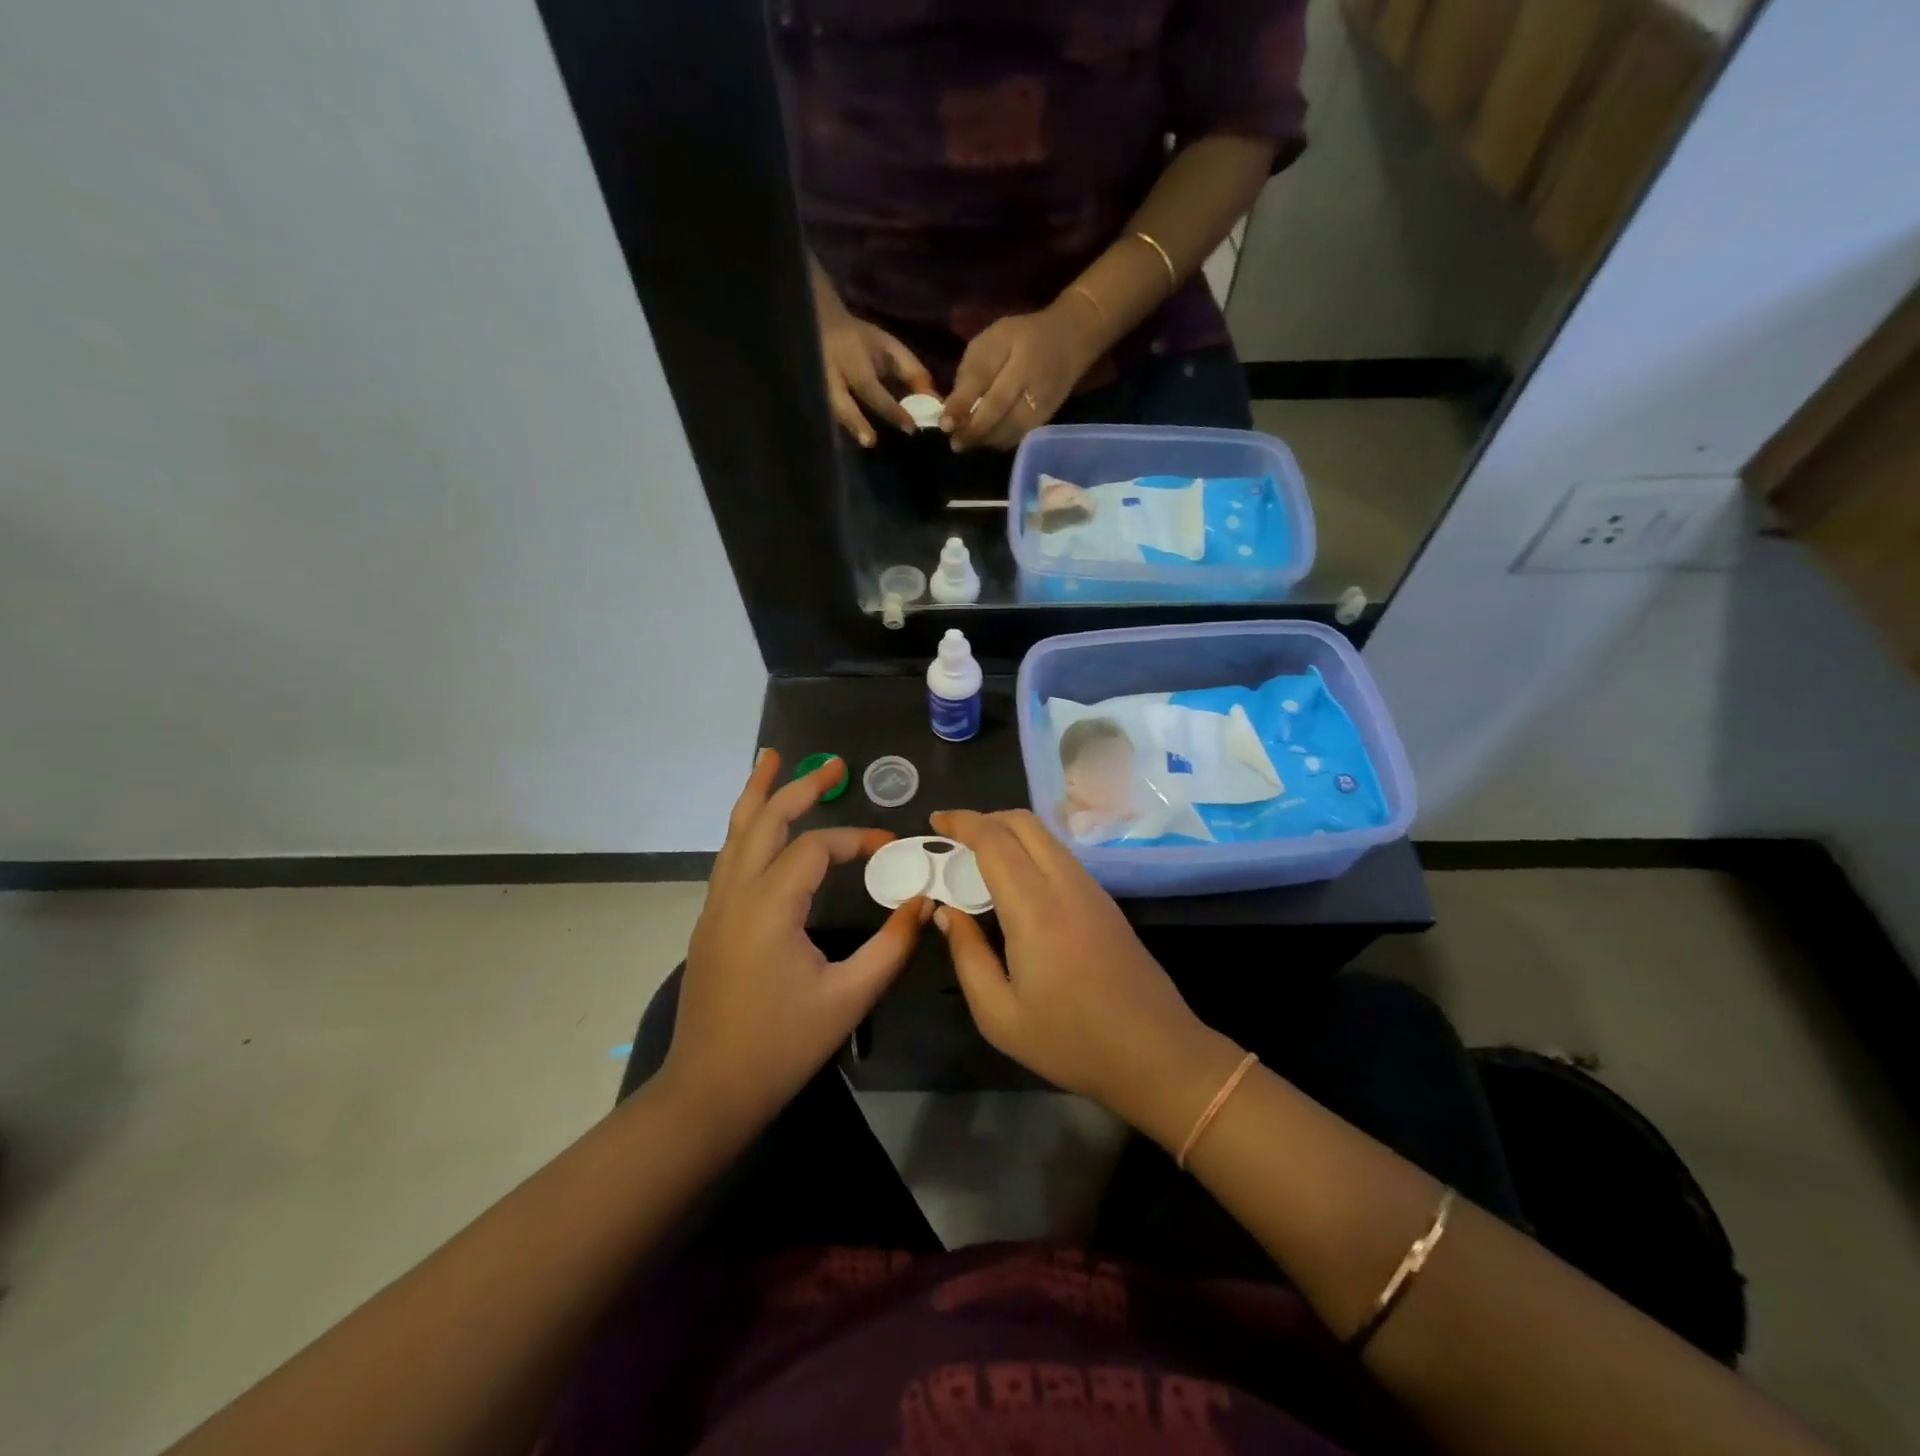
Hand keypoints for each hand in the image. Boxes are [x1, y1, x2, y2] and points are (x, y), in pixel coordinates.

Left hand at [663, 752, 926, 1132]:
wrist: (708, 1091)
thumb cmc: (780, 1046)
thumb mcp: (848, 998)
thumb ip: (891, 946)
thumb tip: (925, 902)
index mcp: (768, 907)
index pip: (814, 849)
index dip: (855, 840)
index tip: (890, 846)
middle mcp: (736, 894)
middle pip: (764, 821)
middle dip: (799, 787)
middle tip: (832, 764)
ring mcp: (716, 906)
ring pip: (735, 833)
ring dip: (759, 795)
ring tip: (772, 759)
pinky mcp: (711, 922)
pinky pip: (730, 857)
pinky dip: (747, 828)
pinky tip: (761, 826)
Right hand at [819, 308, 935, 447]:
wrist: (819, 325)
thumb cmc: (861, 341)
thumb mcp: (888, 348)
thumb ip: (911, 372)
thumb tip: (933, 401)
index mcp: (851, 358)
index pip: (872, 387)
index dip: (891, 408)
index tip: (909, 427)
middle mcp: (830, 374)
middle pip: (839, 402)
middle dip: (855, 422)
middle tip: (870, 442)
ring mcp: (816, 387)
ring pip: (829, 411)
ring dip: (847, 429)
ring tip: (863, 443)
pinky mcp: (812, 398)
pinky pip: (825, 417)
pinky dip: (841, 430)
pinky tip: (853, 442)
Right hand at [926, 809, 1232, 1129]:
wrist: (1156, 1053)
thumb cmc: (1071, 1041)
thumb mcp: (1000, 1015)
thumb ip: (968, 956)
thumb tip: (949, 913)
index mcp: (1035, 908)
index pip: (994, 841)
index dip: (961, 823)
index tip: (934, 821)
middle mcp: (1066, 885)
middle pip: (1024, 823)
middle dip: (984, 818)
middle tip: (952, 837)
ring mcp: (1092, 890)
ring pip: (1046, 837)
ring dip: (1009, 833)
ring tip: (977, 857)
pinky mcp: (1105, 902)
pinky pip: (1060, 857)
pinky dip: (1030, 850)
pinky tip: (1014, 881)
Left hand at [941, 302, 1103, 452]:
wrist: (1071, 339)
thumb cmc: (1022, 338)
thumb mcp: (992, 340)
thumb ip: (971, 371)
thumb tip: (951, 409)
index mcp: (1012, 346)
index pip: (982, 377)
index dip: (962, 403)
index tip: (945, 424)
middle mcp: (1030, 374)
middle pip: (998, 408)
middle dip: (973, 429)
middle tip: (955, 443)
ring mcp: (1042, 398)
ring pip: (1011, 428)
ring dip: (986, 440)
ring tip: (967, 444)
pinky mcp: (1048, 415)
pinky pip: (1022, 435)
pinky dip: (1002, 442)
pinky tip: (989, 441)